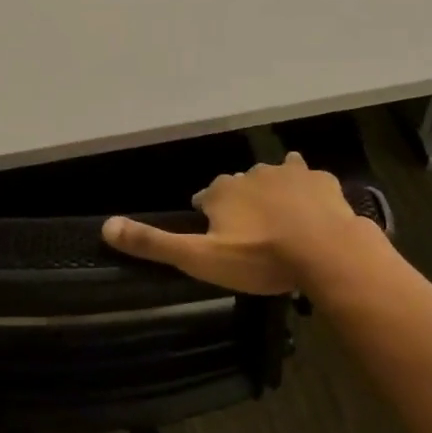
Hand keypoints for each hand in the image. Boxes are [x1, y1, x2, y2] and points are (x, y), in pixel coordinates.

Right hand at [101, 152, 376, 294]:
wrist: (326, 252)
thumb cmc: (260, 258)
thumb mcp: (200, 258)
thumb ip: (154, 243)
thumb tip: (105, 226)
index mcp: (222, 191)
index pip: (205, 196)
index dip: (208, 213)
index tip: (214, 233)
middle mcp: (251, 174)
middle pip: (239, 185)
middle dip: (240, 201)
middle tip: (249, 232)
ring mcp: (290, 174)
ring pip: (274, 176)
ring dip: (273, 191)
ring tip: (280, 218)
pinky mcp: (321, 181)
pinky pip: (309, 180)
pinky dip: (307, 191)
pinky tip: (313, 208)